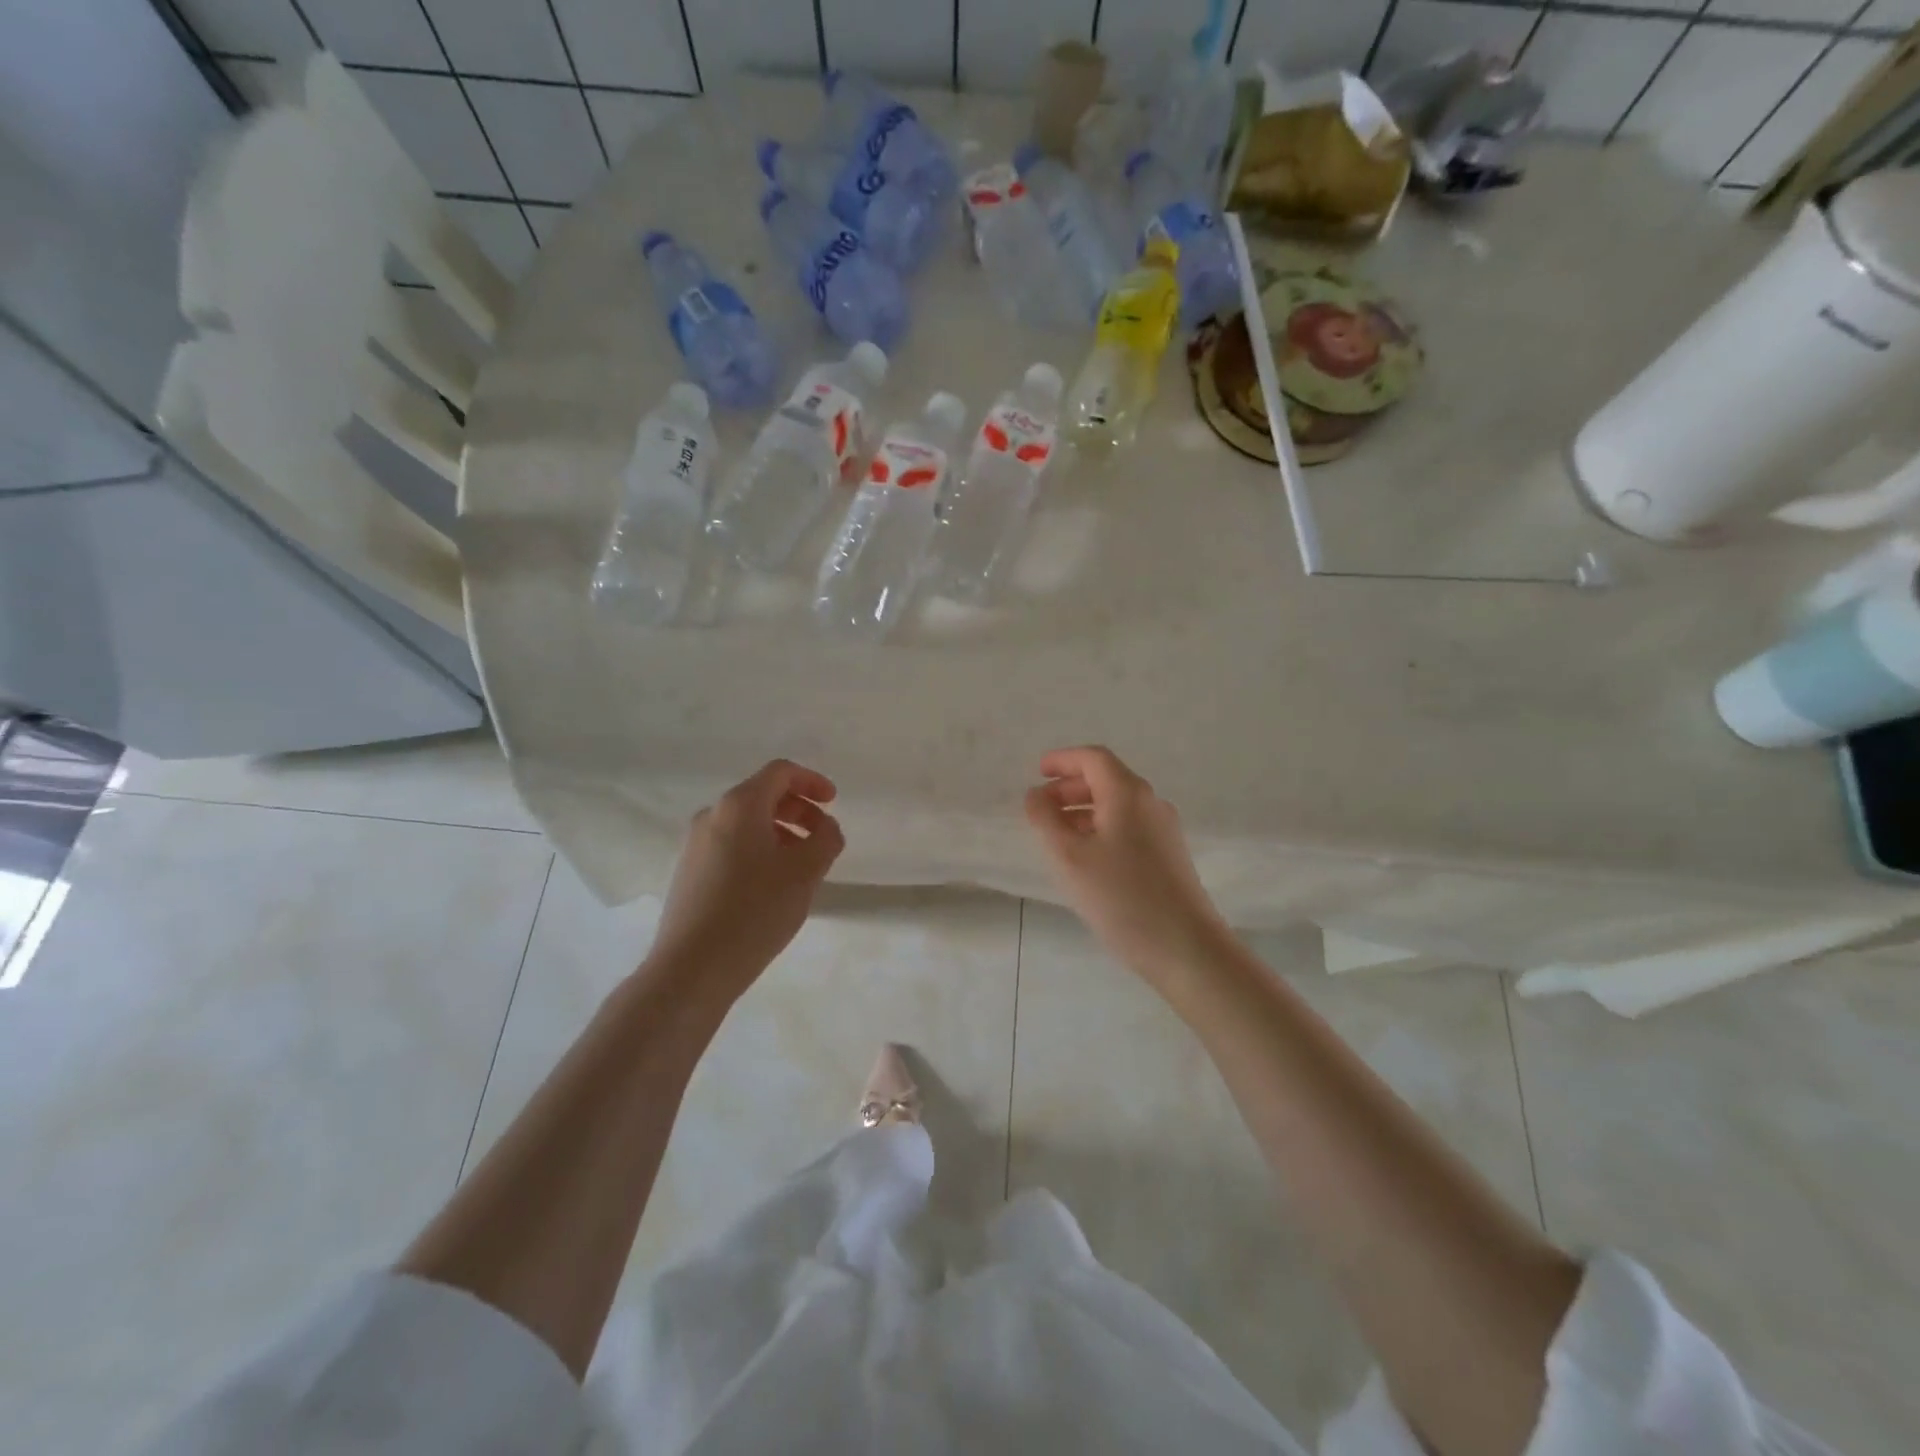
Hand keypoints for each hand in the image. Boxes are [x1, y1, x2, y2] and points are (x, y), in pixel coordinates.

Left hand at [646, 760, 844, 1002]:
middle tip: (822, 838)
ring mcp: (695, 845)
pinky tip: (773, 886)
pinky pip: (732, 846)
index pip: (780, 772)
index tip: (833, 803)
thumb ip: (826, 839)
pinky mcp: (689, 872)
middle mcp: (712, 816)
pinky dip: (759, 851)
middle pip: (762, 796)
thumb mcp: (806, 872)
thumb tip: (826, 827)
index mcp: (739, 805)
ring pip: (747, 824)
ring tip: (802, 867)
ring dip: (781, 833)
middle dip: (799, 810)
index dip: (812, 781)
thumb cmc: (755, 910)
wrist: (692, 967)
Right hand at [1025, 746, 1230, 992]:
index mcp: (1127, 793)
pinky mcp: (1169, 854)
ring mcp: (1164, 829)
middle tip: (1041, 806)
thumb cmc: (1121, 897)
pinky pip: (1129, 825)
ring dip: (1084, 809)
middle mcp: (1150, 802)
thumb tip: (1036, 795)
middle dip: (1070, 786)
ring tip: (1057, 834)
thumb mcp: (1069, 857)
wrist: (1185, 947)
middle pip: (1107, 778)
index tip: (1037, 772)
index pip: (1093, 758)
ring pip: (1118, 804)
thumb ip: (1046, 819)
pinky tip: (1086, 856)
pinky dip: (1102, 827)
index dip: (1062, 760)